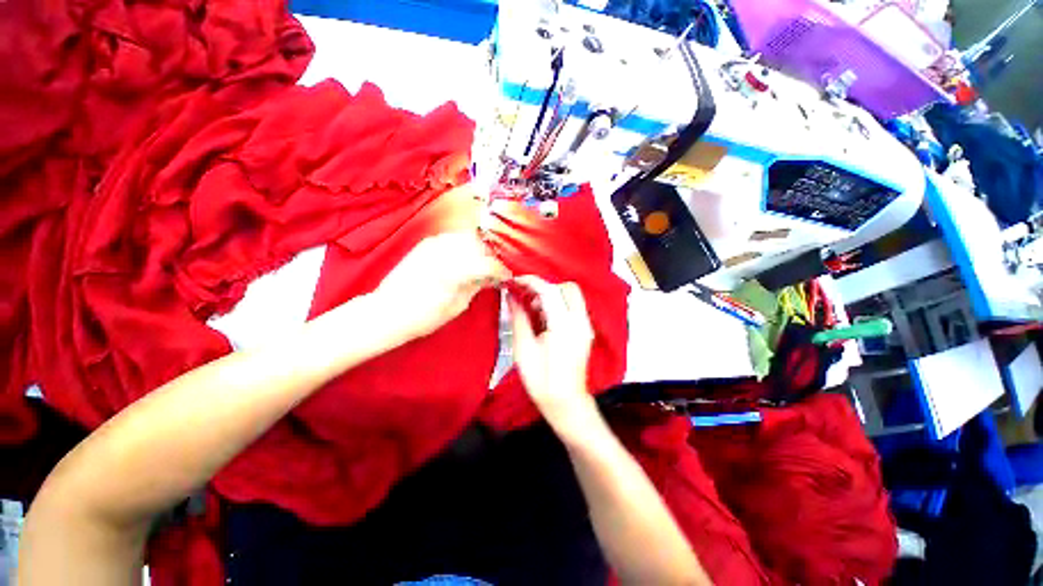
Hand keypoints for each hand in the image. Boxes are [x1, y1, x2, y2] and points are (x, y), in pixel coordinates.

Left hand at [375, 232, 509, 342]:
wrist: (388, 311)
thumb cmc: (424, 316)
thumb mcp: (458, 305)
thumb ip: (477, 285)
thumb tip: (493, 277)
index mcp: (455, 269)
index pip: (489, 263)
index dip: (502, 270)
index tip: (508, 276)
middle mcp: (446, 250)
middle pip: (480, 244)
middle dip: (492, 255)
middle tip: (496, 269)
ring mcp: (434, 243)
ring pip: (467, 237)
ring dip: (479, 248)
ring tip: (482, 263)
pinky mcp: (426, 243)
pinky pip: (453, 238)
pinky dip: (464, 245)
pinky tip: (466, 257)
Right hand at [508, 276, 594, 423]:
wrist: (566, 403)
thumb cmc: (542, 381)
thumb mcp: (523, 350)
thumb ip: (518, 318)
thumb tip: (511, 296)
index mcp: (564, 326)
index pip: (549, 291)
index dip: (530, 281)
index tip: (514, 280)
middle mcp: (580, 322)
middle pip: (566, 287)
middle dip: (544, 286)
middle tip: (525, 295)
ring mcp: (585, 326)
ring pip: (572, 295)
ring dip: (551, 294)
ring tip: (532, 306)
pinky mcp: (585, 330)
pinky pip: (573, 306)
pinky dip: (558, 303)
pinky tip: (543, 316)